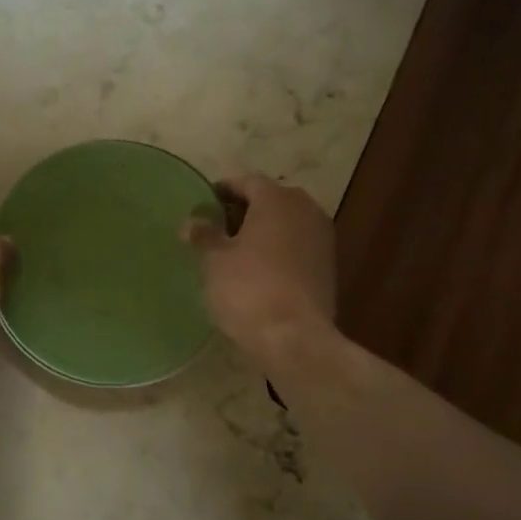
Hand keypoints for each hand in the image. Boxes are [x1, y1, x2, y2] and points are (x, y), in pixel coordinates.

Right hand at [185, 175, 336, 363]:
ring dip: (263, 231)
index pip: (247, 182)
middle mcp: (305, 209)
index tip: (203, 206)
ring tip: (235, 251)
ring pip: (286, 223)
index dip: (222, 191)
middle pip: (270, 200)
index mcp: (277, 199)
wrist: (295, 338)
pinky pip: (297, 246)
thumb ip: (204, 235)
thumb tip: (192, 222)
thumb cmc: (248, 289)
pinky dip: (278, 250)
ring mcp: (322, 238)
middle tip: (217, 228)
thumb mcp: (214, 260)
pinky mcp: (328, 266)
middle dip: (244, 210)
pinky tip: (258, 270)